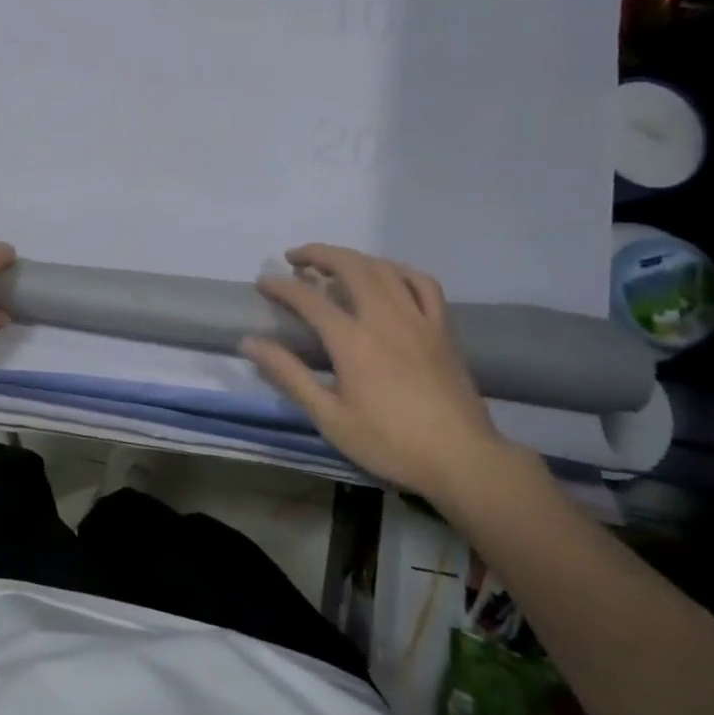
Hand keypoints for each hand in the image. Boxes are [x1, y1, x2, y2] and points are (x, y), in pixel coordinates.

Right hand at [242, 246, 521, 502]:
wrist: (463, 460)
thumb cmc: (390, 443)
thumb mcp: (329, 417)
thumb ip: (289, 375)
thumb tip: (250, 342)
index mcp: (352, 340)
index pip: (308, 298)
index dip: (280, 286)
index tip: (262, 281)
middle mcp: (385, 318)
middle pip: (350, 266)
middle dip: (317, 254)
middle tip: (294, 259)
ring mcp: (419, 319)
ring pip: (384, 268)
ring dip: (353, 257)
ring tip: (333, 263)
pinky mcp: (442, 329)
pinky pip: (422, 283)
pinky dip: (398, 270)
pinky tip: (387, 276)